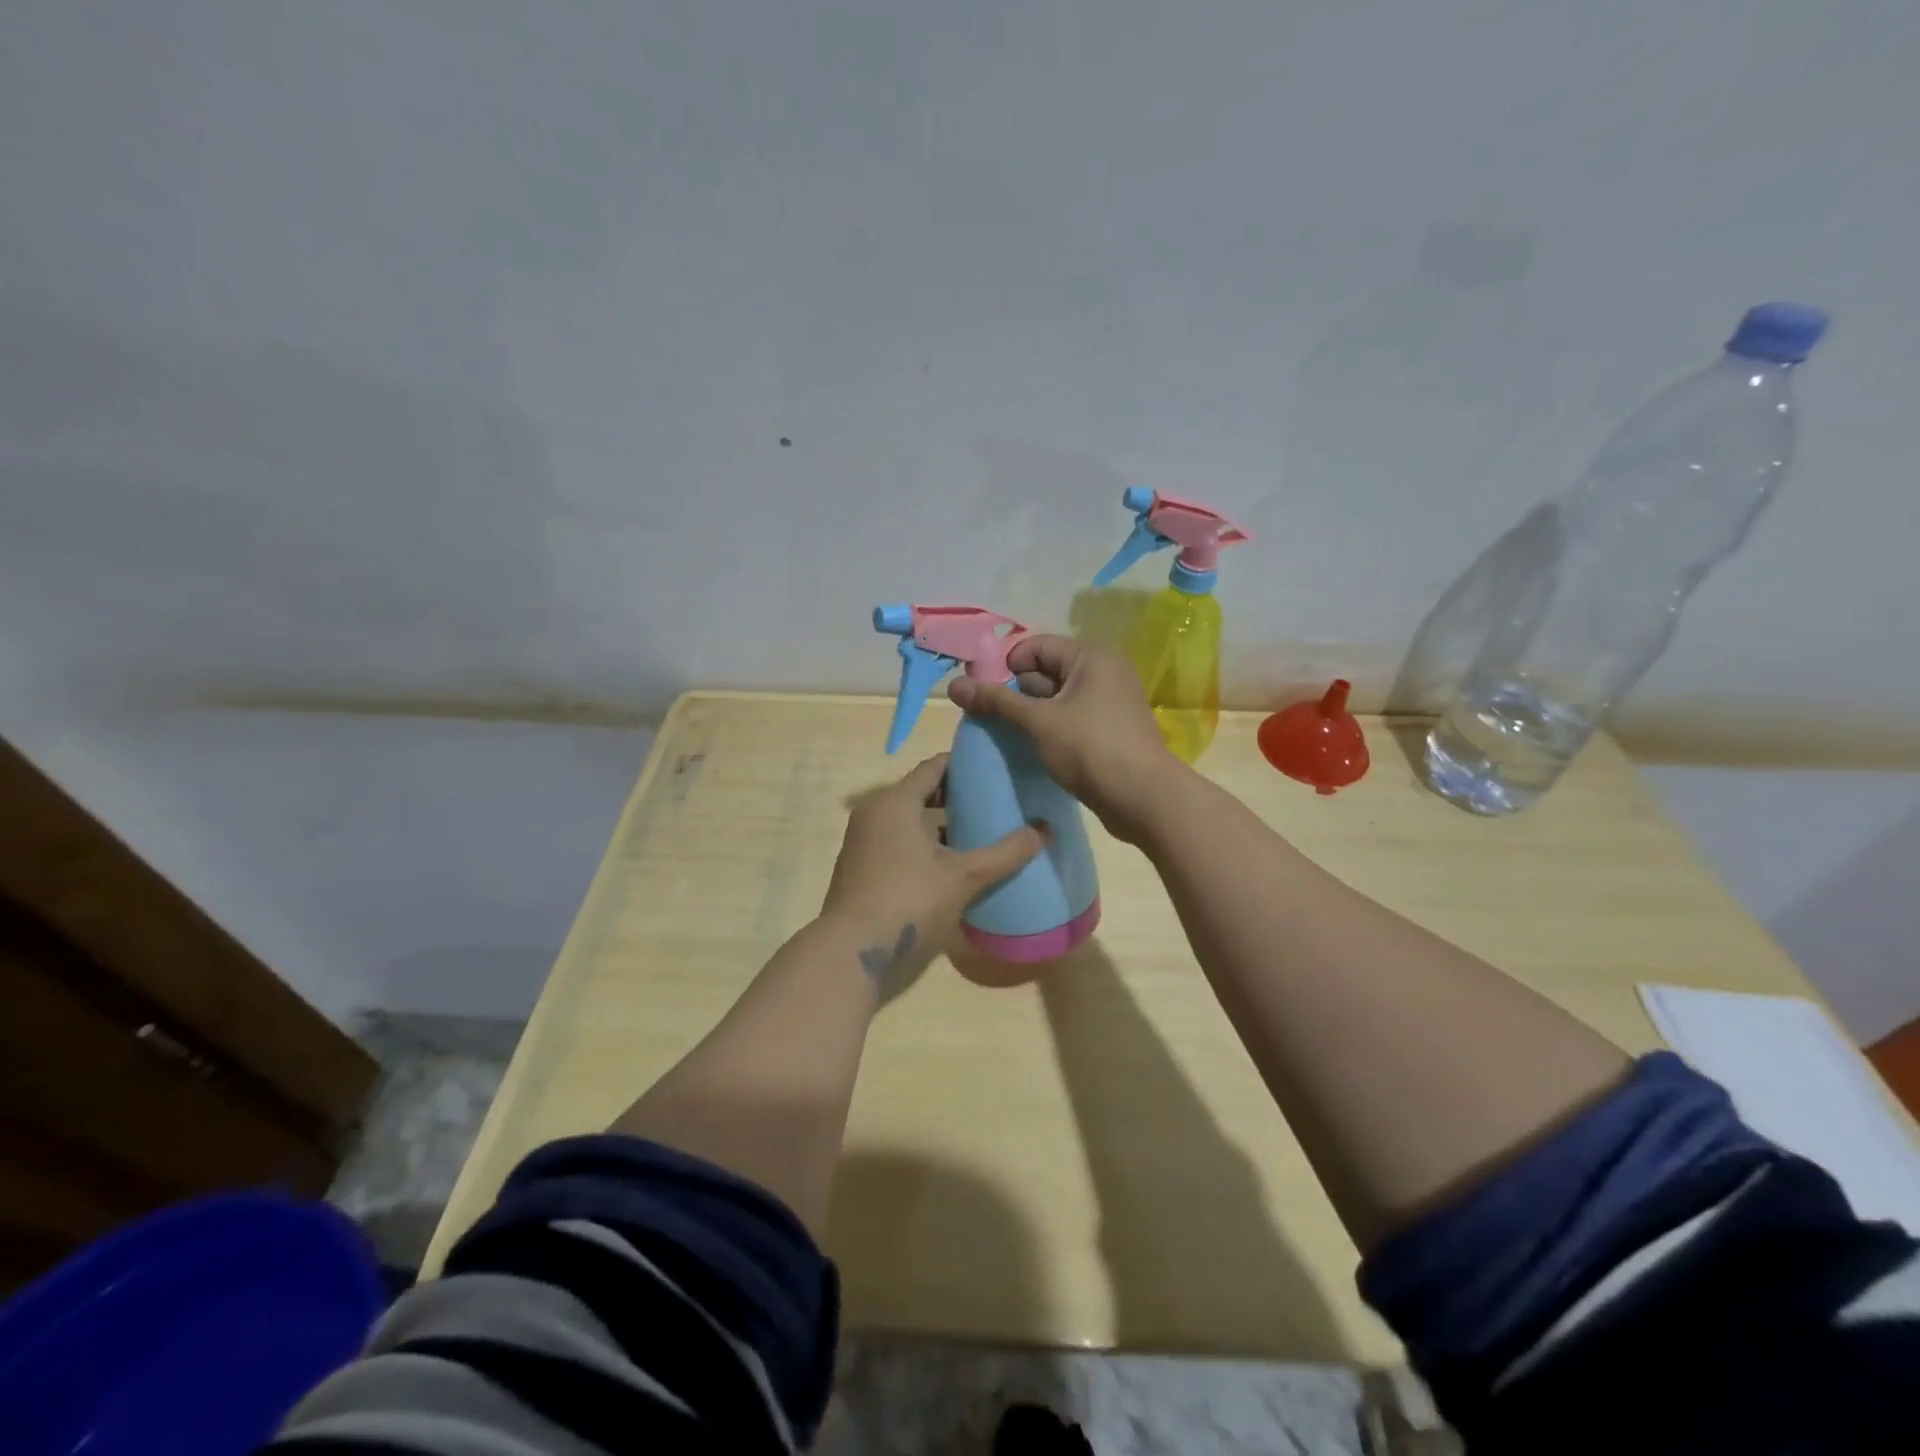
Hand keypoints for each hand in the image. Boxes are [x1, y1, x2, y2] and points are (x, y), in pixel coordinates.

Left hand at [822, 754, 1047, 985]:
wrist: (852, 953)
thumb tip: (1045, 830)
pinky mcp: (861, 867)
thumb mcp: (964, 877)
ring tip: (978, 832)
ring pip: (908, 820)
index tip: (994, 768)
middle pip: (920, 792)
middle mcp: (874, 812)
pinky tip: (950, 864)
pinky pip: (897, 841)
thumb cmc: (909, 902)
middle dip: (955, 796)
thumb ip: (1005, 852)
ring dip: (939, 823)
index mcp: (895, 802)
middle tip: (993, 801)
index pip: (934, 767)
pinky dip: (922, 844)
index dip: (964, 765)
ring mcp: (863, 841)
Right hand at [946, 635, 1183, 843]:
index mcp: (1091, 657)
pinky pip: (1068, 718)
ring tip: (1000, 733)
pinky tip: (1027, 746)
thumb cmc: (1091, 749)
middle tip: (984, 716)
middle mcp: (1102, 672)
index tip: (980, 693)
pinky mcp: (1107, 730)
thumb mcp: (1039, 721)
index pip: (1035, 646)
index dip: (1004, 666)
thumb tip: (953, 684)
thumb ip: (997, 701)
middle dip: (1013, 691)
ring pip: (1055, 698)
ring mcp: (1107, 702)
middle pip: (1045, 670)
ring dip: (1028, 713)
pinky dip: (1046, 728)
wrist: (1144, 798)